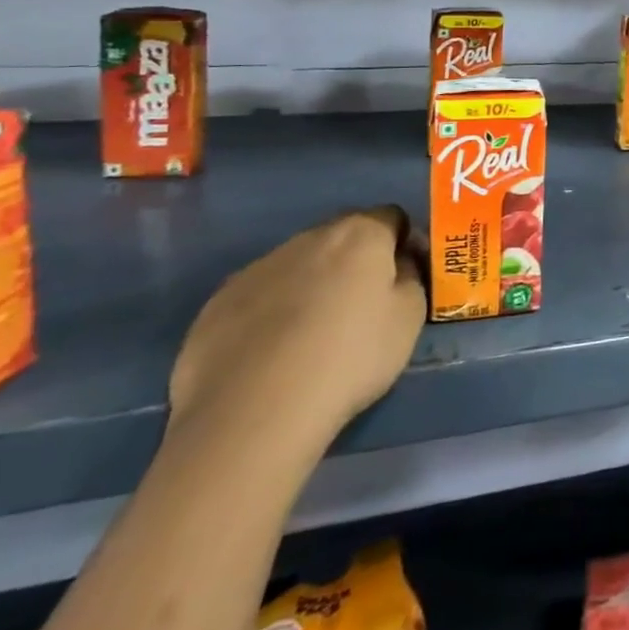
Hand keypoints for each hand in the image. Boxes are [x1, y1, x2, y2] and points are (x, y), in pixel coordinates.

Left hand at [169, 206, 427, 450]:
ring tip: (311, 337)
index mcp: (360, 234)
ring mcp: (258, 268)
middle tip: (361, 307)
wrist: (253, 412)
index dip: (402, 242)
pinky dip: (270, 313)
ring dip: (311, 285)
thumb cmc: (350, 358)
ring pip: (297, 265)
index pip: (391, 217)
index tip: (404, 277)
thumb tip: (399, 264)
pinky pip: (258, 296)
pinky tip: (271, 354)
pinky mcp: (217, 303)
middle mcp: (308, 238)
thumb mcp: (409, 319)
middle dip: (355, 262)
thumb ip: (410, 278)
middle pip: (342, 237)